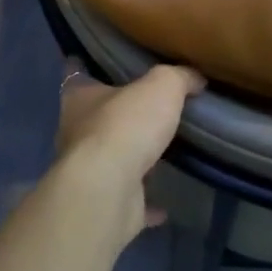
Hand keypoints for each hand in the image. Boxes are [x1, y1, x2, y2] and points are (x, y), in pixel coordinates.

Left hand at [50, 60, 204, 246]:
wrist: (108, 189)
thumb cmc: (126, 125)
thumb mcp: (162, 85)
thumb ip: (179, 77)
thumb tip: (195, 78)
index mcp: (80, 97)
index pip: (76, 74)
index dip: (87, 67)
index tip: (100, 64)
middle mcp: (76, 133)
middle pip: (96, 118)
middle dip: (117, 116)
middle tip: (147, 109)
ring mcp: (88, 172)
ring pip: (111, 159)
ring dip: (130, 158)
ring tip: (159, 152)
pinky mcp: (105, 203)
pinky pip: (129, 201)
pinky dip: (145, 204)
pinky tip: (164, 207)